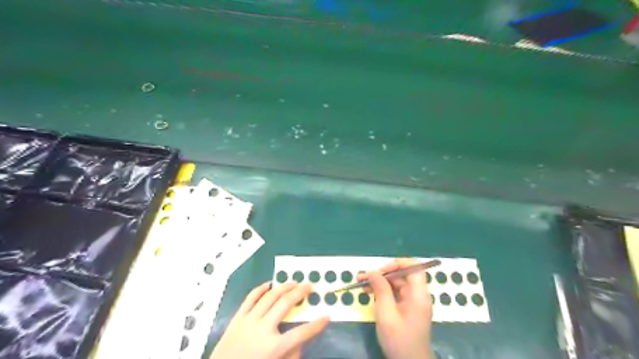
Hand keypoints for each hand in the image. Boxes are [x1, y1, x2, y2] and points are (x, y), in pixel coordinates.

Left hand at [210, 281, 329, 356]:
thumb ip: (291, 355)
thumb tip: (300, 341)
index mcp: (274, 348)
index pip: (302, 333)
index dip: (317, 325)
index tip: (327, 316)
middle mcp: (263, 329)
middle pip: (286, 304)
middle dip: (300, 293)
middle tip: (310, 286)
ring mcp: (249, 321)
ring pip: (270, 296)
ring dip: (284, 287)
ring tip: (294, 282)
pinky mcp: (237, 317)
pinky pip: (250, 298)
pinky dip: (261, 289)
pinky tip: (269, 284)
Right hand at [359, 257, 433, 358]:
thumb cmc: (399, 340)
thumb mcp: (386, 314)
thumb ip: (380, 290)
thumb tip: (372, 271)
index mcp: (418, 294)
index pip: (413, 267)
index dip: (397, 264)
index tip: (379, 270)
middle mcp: (418, 295)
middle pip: (402, 274)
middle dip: (382, 273)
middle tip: (363, 277)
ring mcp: (413, 302)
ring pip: (397, 283)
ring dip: (380, 282)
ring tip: (361, 284)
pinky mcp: (407, 308)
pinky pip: (395, 293)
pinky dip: (383, 291)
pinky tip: (369, 293)